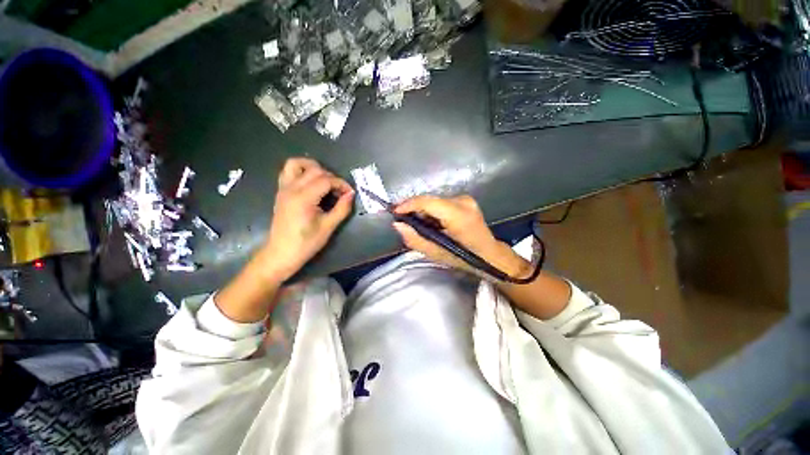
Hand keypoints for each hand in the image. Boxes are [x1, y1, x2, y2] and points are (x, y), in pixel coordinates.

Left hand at [260, 158, 353, 280]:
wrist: (281, 253)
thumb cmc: (306, 243)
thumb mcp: (328, 227)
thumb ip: (342, 208)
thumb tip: (351, 194)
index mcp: (303, 198)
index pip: (326, 180)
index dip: (341, 184)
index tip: (350, 193)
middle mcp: (291, 188)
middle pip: (315, 170)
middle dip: (332, 177)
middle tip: (340, 192)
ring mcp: (283, 189)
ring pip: (296, 164)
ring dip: (313, 167)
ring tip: (325, 179)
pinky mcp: (281, 192)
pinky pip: (288, 172)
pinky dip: (301, 171)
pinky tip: (312, 183)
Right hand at [392, 195, 530, 278]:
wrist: (489, 254)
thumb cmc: (463, 257)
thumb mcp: (436, 254)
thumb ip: (415, 239)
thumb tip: (397, 224)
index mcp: (458, 215)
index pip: (428, 202)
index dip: (409, 205)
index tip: (395, 212)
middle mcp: (462, 201)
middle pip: (430, 200)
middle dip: (414, 208)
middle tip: (403, 220)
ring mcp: (466, 199)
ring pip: (434, 201)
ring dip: (423, 210)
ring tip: (417, 224)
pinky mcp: (466, 200)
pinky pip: (441, 203)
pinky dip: (432, 211)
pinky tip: (430, 222)